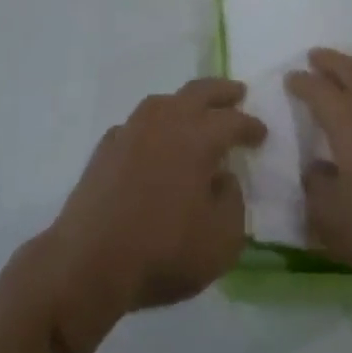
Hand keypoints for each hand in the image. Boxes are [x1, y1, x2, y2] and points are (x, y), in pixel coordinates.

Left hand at [43, 78, 266, 336]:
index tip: (262, 133)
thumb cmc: (164, 250)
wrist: (89, 260)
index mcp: (198, 137)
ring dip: (184, 103)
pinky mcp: (105, 148)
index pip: (232, 121)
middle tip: (237, 93)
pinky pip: (136, 125)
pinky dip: (152, 128)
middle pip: (197, 92)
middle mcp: (164, 121)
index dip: (250, 125)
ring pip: (163, 102)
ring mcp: (130, 130)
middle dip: (221, 91)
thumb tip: (223, 178)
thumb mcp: (222, 240)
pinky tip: (152, 143)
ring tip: (194, 113)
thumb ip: (232, 202)